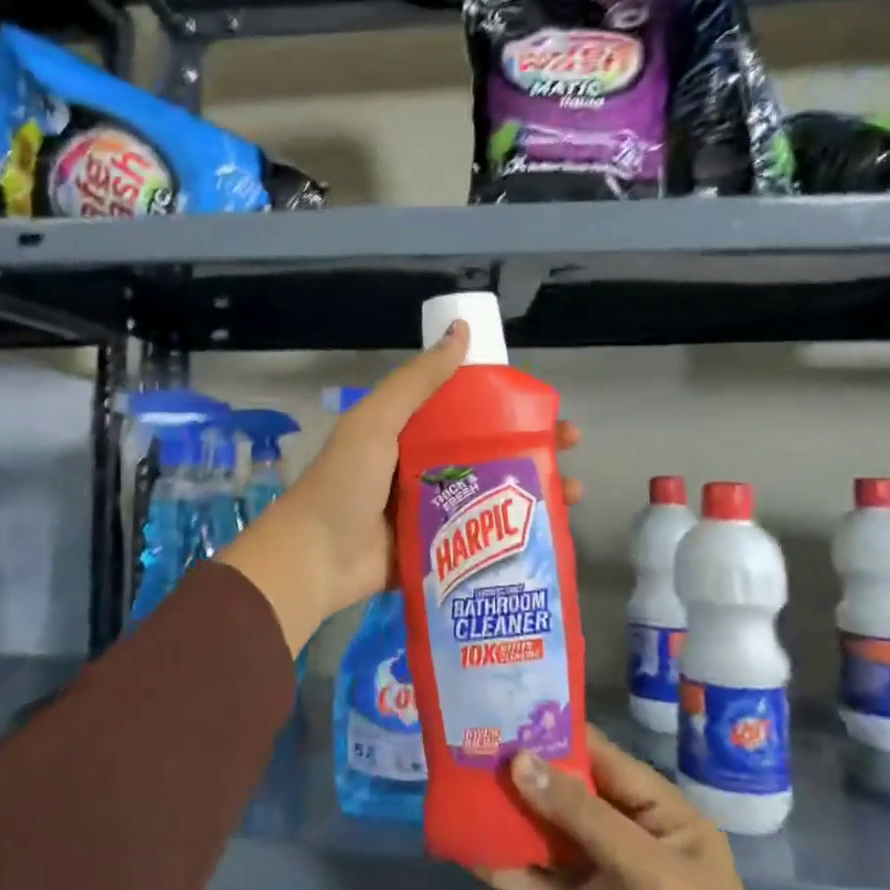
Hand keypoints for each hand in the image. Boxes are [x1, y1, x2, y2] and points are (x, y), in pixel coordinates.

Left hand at [218, 320, 582, 656]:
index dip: (508, 406)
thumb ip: (418, 380)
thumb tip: (462, 331)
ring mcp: (432, 512)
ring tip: (574, 493)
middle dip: (532, 448)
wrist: (315, 558)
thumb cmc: (346, 483)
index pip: (468, 411)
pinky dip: (513, 534)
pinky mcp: (437, 551)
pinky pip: (481, 537)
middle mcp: (423, 468)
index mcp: (409, 433)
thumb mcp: (378, 421)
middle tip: (572, 448)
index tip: (546, 407)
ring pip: (492, 495)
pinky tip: (551, 532)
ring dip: (533, 491)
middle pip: (489, 451)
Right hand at [485, 733, 863, 889]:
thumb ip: (582, 814)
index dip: (557, 734)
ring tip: (461, 791)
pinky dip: (512, 869)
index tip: (506, 712)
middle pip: (570, 794)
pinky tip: (474, 853)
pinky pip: (542, 882)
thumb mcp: (647, 870)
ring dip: (512, 819)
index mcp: (659, 812)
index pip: (602, 758)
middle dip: (525, 775)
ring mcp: (605, 877)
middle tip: (470, 747)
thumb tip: (519, 761)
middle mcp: (629, 835)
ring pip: (550, 836)